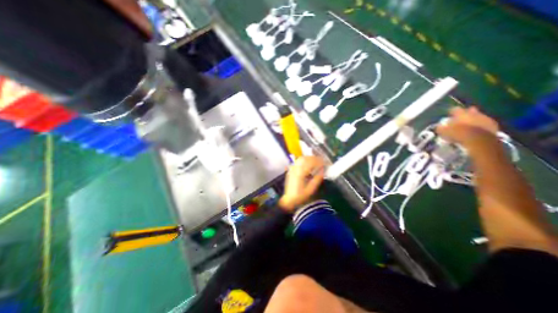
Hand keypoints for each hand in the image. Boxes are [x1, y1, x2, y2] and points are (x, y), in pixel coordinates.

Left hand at [281, 156, 325, 211]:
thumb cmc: (300, 196)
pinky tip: (309, 164)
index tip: (325, 163)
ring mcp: (292, 168)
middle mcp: (295, 168)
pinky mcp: (291, 169)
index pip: (310, 162)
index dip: (318, 161)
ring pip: (301, 158)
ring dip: (310, 158)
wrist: (289, 199)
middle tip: (322, 162)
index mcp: (300, 173)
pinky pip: (298, 161)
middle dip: (315, 158)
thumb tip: (323, 170)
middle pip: (305, 158)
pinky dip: (305, 160)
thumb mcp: (311, 189)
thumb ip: (317, 179)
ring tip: (316, 162)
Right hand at [436, 105, 495, 143]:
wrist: (478, 140)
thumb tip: (439, 126)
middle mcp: (474, 113)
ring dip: (475, 120)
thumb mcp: (443, 132)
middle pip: (470, 110)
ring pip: (479, 116)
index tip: (449, 115)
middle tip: (461, 119)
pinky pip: (486, 124)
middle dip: (467, 113)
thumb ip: (441, 128)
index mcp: (461, 113)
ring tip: (469, 126)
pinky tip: (477, 131)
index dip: (451, 112)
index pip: (455, 109)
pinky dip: (481, 126)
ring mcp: (485, 118)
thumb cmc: (458, 134)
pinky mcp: (494, 125)